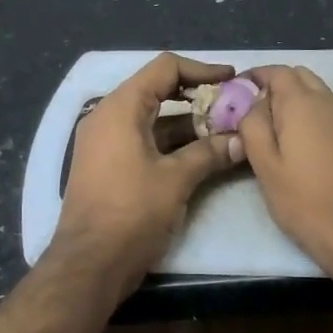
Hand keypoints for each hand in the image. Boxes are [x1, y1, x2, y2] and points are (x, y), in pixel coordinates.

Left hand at [54, 53, 244, 284]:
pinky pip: (143, 140)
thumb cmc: (131, 213)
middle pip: (157, 90)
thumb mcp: (176, 180)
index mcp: (120, 108)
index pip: (164, 68)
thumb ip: (210, 153)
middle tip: (232, 107)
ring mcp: (105, 142)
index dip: (201, 70)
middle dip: (197, 97)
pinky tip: (202, 154)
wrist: (89, 264)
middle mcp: (108, 117)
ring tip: (225, 131)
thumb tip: (242, 140)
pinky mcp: (108, 165)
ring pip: (152, 119)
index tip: (232, 80)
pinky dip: (171, 143)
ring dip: (187, 123)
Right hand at [238, 65, 332, 284]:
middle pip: (299, 77)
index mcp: (303, 103)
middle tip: (251, 115)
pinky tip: (299, 147)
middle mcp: (330, 102)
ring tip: (272, 133)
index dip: (253, 78)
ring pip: (316, 94)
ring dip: (293, 102)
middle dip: (274, 87)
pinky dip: (310, 117)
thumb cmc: (309, 203)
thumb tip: (251, 104)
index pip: (275, 71)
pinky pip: (329, 113)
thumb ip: (253, 127)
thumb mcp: (267, 168)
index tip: (234, 95)